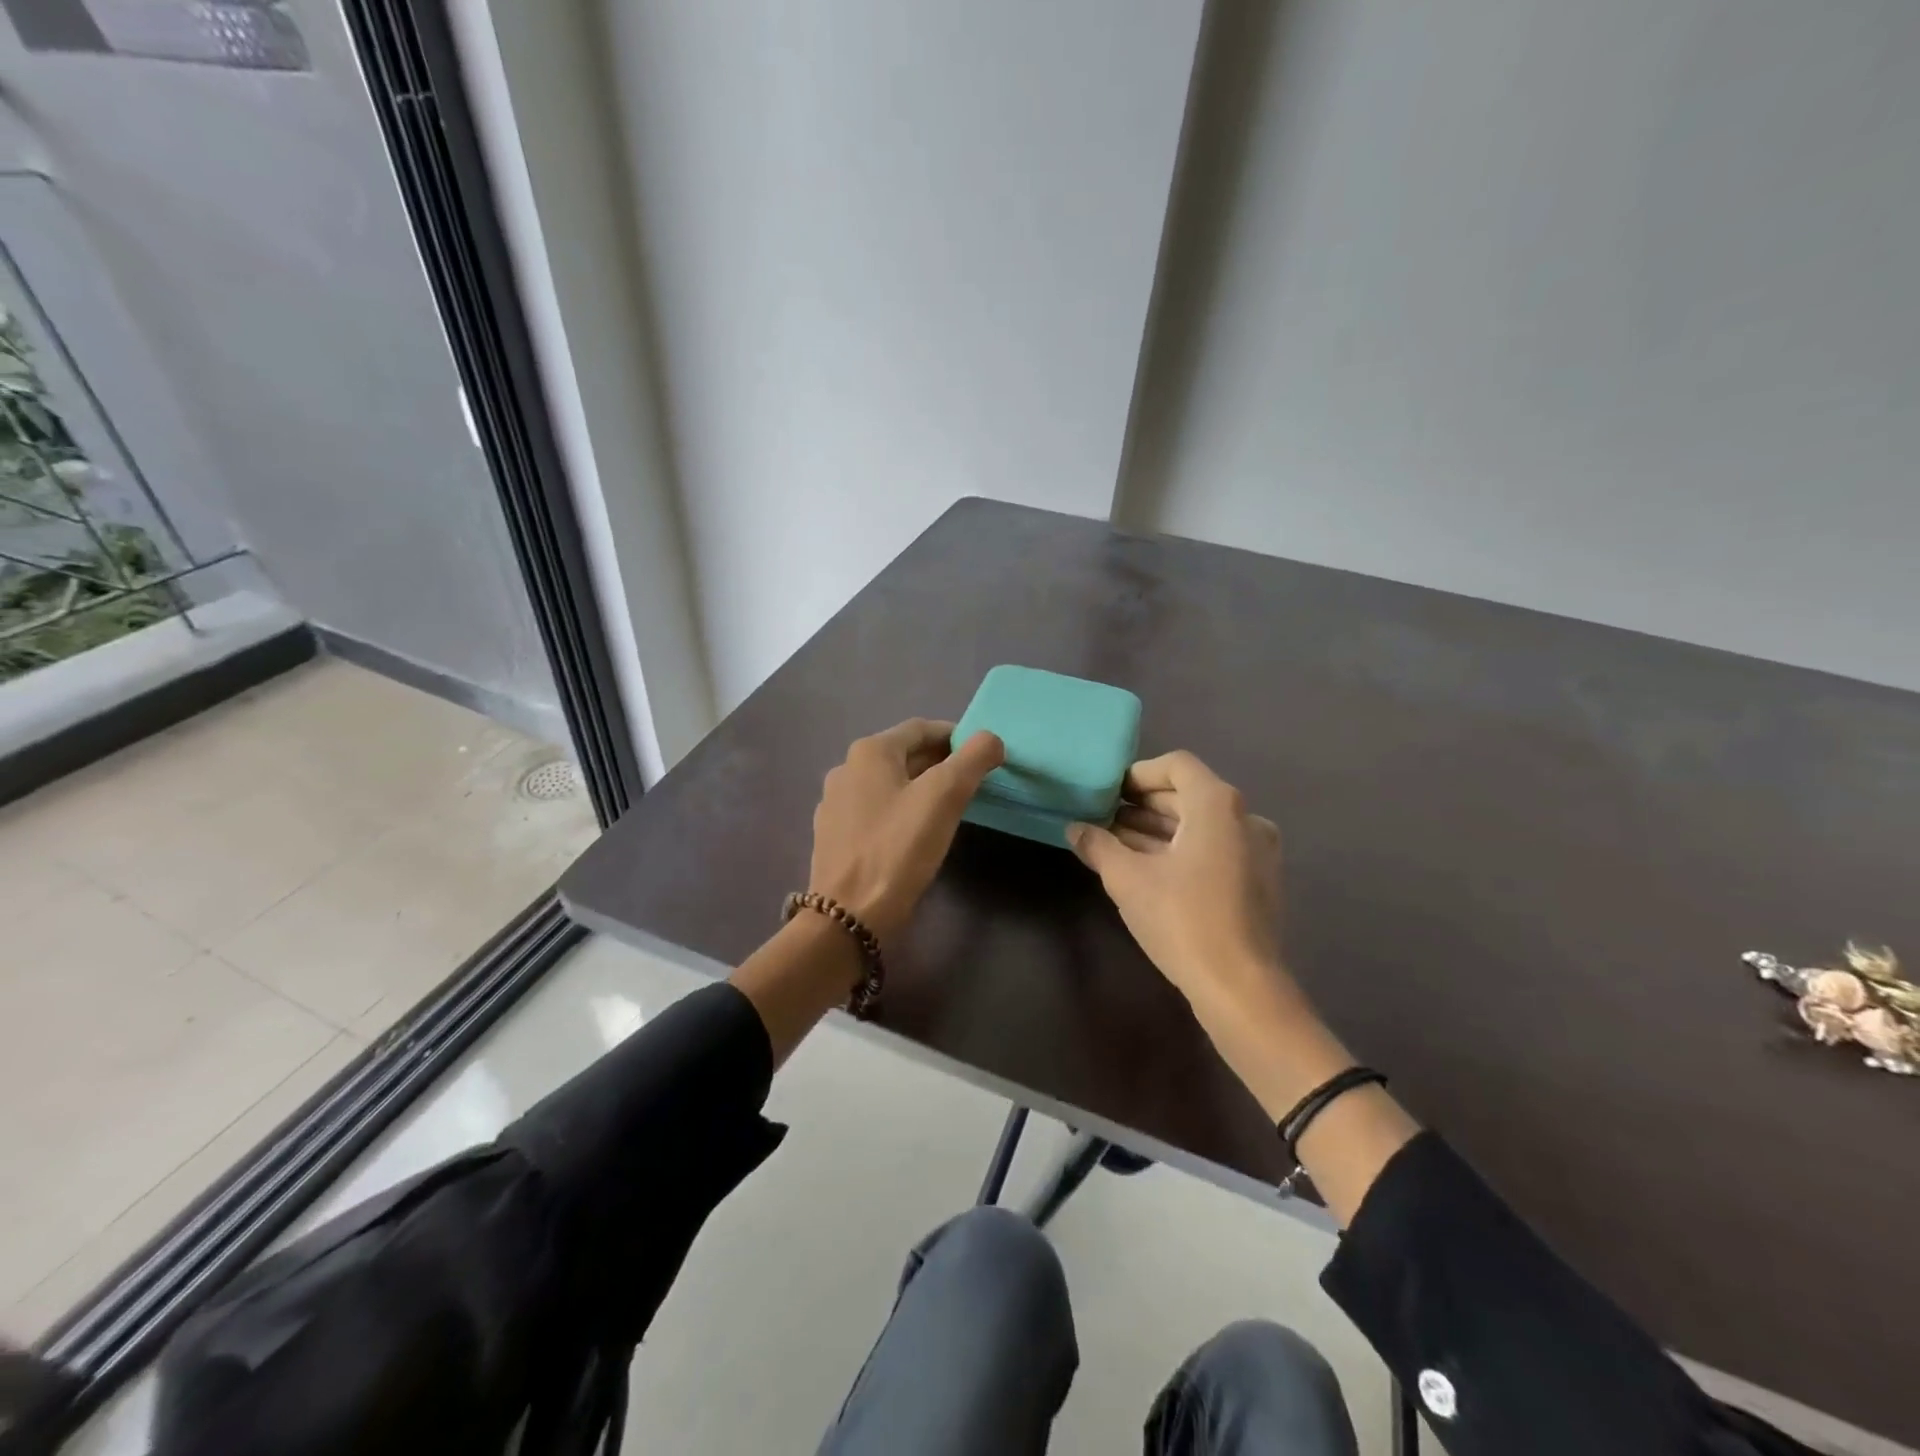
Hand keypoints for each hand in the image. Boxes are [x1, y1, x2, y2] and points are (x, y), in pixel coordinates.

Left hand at [809, 719, 1004, 942]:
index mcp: (869, 752)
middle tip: (974, 782)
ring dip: (921, 788)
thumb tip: (990, 739)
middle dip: (941, 763)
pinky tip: (915, 834)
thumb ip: (973, 759)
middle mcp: (846, 769)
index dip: (956, 736)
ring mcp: (835, 804)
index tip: (984, 755)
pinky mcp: (834, 835)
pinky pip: (875, 811)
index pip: (922, 729)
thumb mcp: (945, 797)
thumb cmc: (899, 848)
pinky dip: (900, 811)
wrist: (848, 915)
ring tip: (950, 809)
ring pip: (890, 784)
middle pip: (904, 755)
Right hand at [1074, 751, 1421, 1223]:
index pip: (1176, 765)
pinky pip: (1214, 848)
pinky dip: (1181, 850)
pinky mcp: (1258, 880)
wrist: (1242, 988)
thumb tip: (1075, 829)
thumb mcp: (1128, 880)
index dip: (1138, 774)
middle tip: (1103, 818)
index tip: (1108, 792)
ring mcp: (1257, 850)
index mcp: (1217, 804)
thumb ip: (1098, 845)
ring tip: (1116, 844)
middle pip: (1188, 794)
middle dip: (1142, 805)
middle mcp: (1245, 817)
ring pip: (1200, 825)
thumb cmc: (1182, 920)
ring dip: (1158, 829)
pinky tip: (1147, 870)